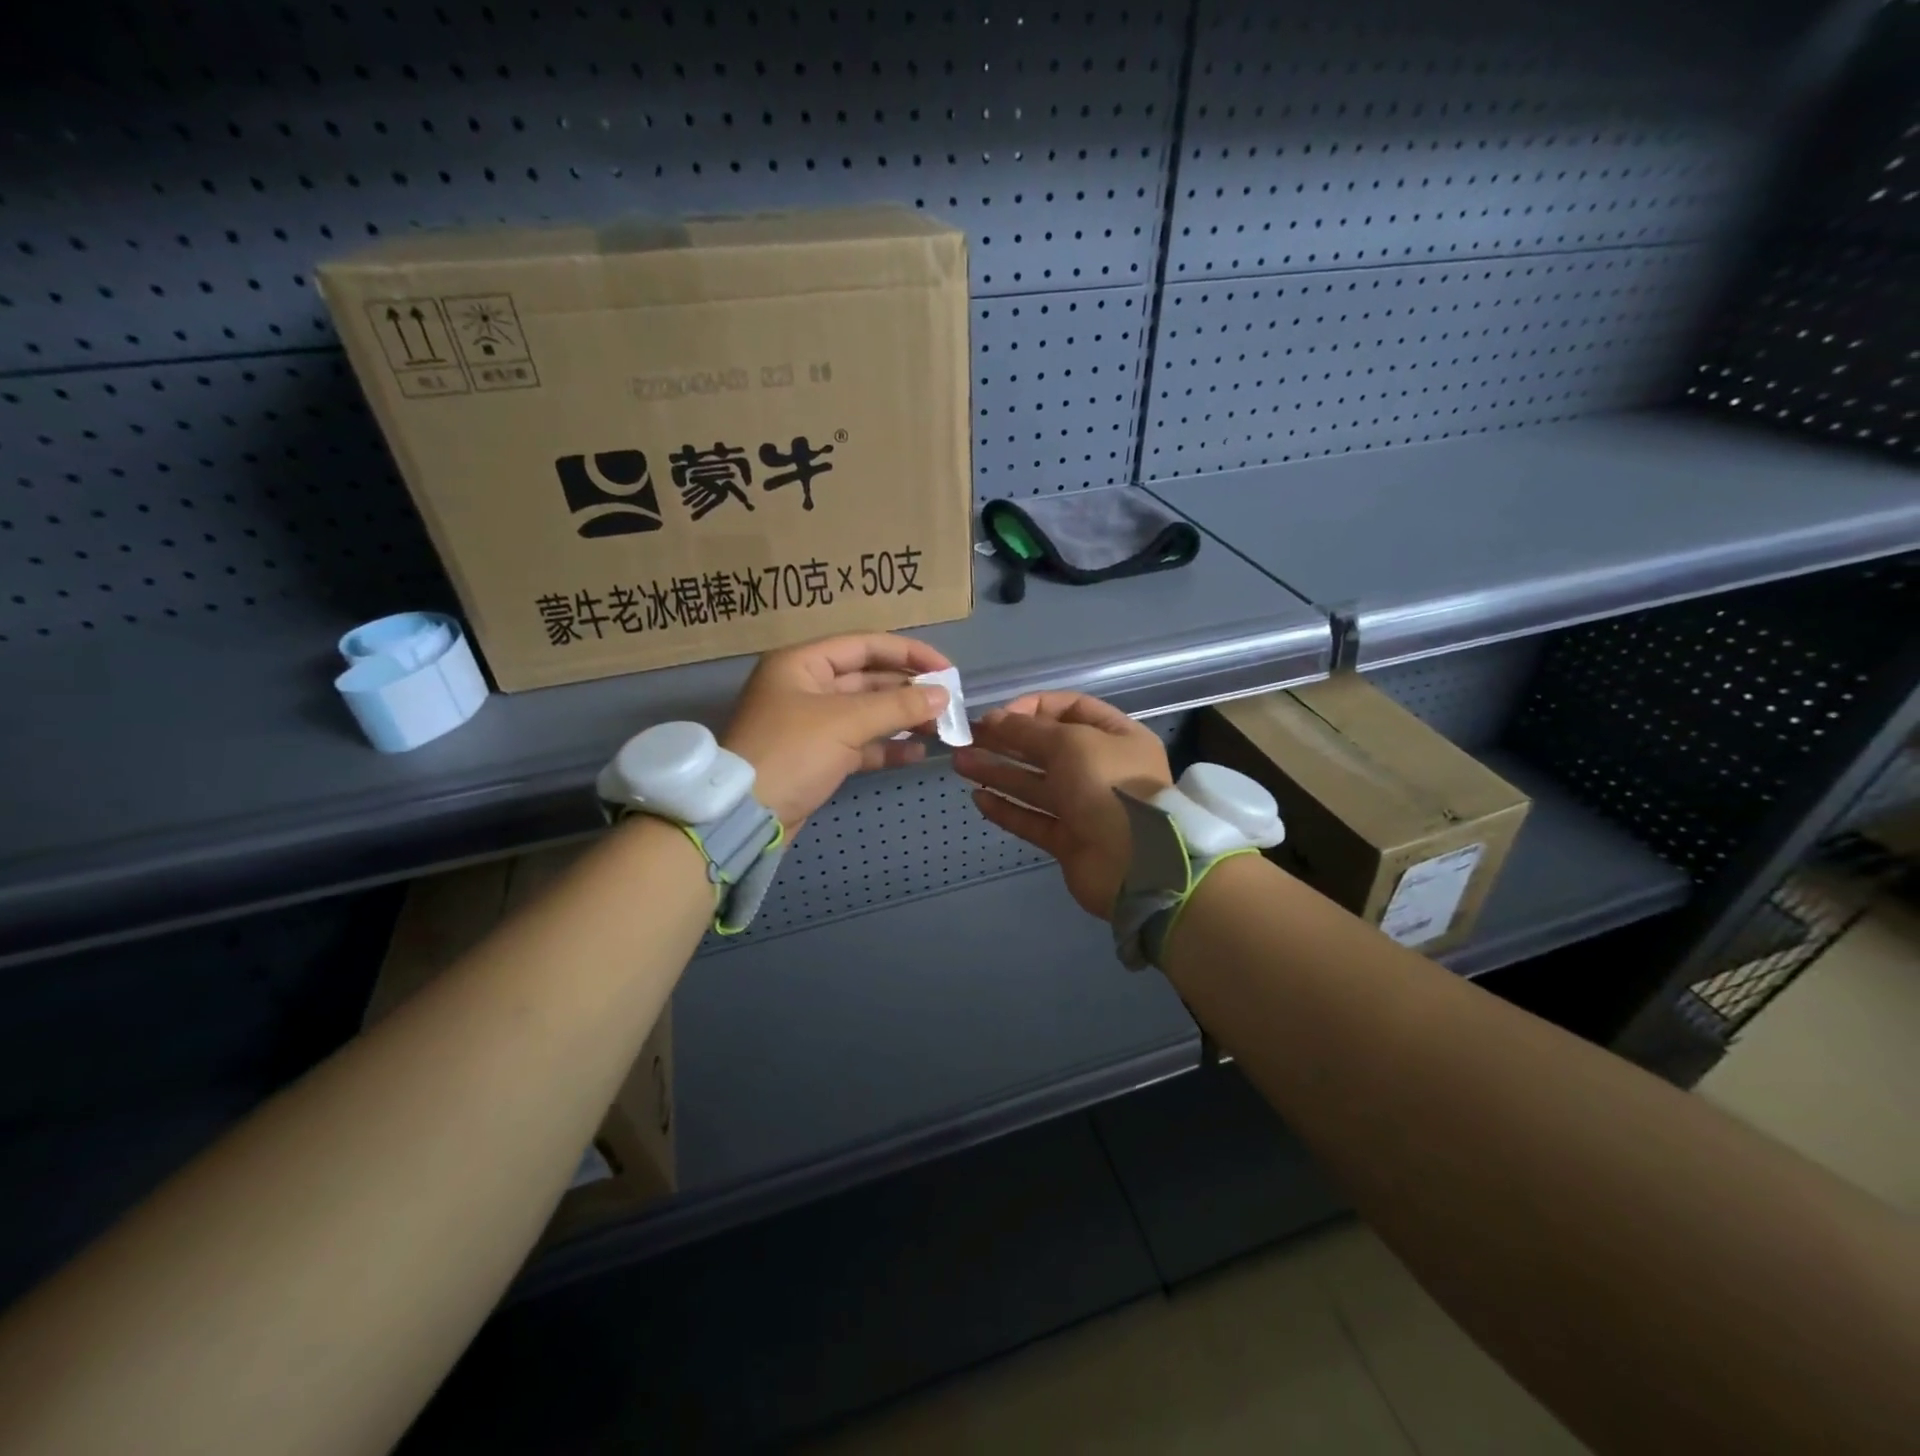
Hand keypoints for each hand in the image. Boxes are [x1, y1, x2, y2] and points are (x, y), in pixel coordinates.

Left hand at [722, 633, 951, 833]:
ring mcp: (811, 723)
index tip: (946, 669)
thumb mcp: (846, 722)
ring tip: (940, 727)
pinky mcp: (818, 756)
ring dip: (902, 717)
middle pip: (868, 678)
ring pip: (866, 712)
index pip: (865, 645)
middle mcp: (806, 686)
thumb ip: (898, 705)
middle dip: (908, 689)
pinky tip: (917, 752)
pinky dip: (886, 746)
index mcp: (803, 663)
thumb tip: (943, 695)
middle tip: (949, 702)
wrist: (745, 815)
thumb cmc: (792, 753)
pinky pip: (859, 743)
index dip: (908, 653)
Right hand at [954, 692, 1171, 917]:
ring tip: (959, 763)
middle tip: (967, 737)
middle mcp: (1103, 768)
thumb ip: (1029, 729)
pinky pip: (1033, 819)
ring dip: (998, 771)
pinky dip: (1007, 809)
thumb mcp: (1071, 742)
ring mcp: (1085, 807)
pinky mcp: (1069, 840)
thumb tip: (994, 719)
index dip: (1033, 708)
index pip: (1071, 709)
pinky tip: (978, 798)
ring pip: (1035, 784)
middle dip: (1007, 740)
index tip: (999, 715)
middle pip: (1047, 747)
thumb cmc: (1108, 786)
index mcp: (1117, 737)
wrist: (1135, 865)